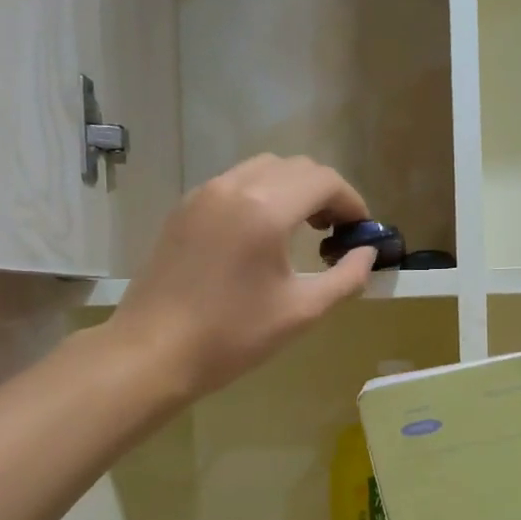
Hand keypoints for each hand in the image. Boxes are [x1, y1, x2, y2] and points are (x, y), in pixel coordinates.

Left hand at [111, 155, 376, 398]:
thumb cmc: (232, 335)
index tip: (361, 231)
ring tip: (301, 230)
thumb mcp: (302, 311)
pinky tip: (261, 235)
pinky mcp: (184, 208)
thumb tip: (367, 254)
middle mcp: (234, 186)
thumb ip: (346, 278)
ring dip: (292, 189)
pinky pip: (234, 183)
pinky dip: (261, 194)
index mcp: (266, 209)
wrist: (153, 352)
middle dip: (325, 192)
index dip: (352, 202)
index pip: (324, 180)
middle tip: (335, 232)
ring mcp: (204, 193)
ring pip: (263, 168)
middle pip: (296, 167)